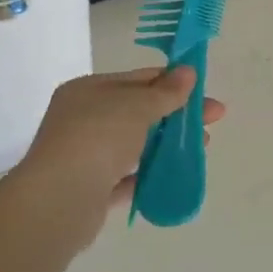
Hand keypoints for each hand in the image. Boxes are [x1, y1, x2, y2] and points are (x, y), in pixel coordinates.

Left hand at [14, 68, 224, 245]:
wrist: (60, 200)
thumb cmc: (98, 136)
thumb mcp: (137, 105)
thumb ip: (165, 92)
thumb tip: (188, 71)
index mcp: (88, 90)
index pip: (136, 79)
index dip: (171, 82)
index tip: (202, 89)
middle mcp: (82, 119)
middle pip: (137, 112)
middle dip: (176, 115)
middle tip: (213, 120)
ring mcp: (85, 157)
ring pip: (134, 145)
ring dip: (168, 144)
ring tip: (201, 147)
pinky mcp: (91, 192)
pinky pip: (127, 178)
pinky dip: (151, 175)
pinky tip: (177, 175)